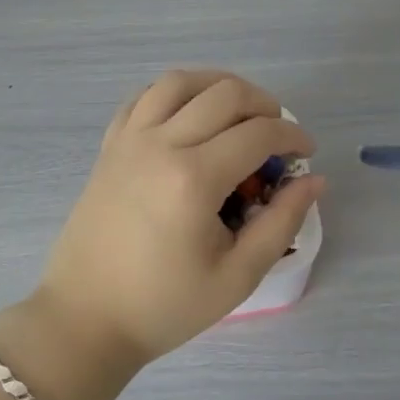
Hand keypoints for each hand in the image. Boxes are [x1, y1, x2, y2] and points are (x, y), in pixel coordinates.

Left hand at [35, 70, 323, 367]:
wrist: (86, 318)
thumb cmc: (164, 305)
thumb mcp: (237, 276)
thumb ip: (281, 222)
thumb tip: (314, 180)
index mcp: (194, 178)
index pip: (258, 133)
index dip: (292, 136)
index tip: (306, 153)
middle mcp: (161, 144)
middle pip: (224, 93)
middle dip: (264, 104)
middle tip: (278, 134)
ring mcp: (129, 140)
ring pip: (180, 81)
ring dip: (218, 85)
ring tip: (238, 111)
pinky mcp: (109, 146)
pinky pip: (143, 97)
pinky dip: (174, 93)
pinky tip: (189, 114)